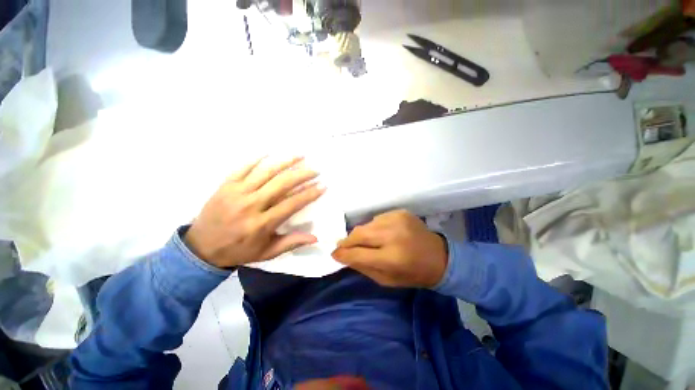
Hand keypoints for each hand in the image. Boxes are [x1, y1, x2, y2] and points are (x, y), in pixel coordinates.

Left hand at [184, 157, 324, 268]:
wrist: (200, 248)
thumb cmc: (238, 250)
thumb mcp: (267, 253)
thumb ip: (291, 243)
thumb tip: (315, 238)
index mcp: (262, 223)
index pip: (292, 204)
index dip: (309, 194)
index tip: (323, 186)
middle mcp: (251, 205)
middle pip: (281, 184)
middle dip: (302, 175)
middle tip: (315, 169)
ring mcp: (237, 192)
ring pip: (265, 172)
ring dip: (284, 162)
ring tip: (300, 155)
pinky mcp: (226, 185)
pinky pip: (243, 167)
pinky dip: (257, 159)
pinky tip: (270, 153)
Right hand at [331, 210, 447, 287]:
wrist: (439, 257)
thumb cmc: (412, 273)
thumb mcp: (386, 280)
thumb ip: (362, 267)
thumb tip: (343, 256)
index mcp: (391, 258)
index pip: (357, 254)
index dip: (342, 254)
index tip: (333, 254)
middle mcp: (393, 235)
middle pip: (359, 233)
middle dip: (348, 241)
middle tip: (343, 246)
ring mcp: (397, 220)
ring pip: (366, 224)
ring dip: (363, 234)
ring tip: (368, 241)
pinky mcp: (400, 212)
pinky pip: (377, 219)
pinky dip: (374, 227)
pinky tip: (382, 234)